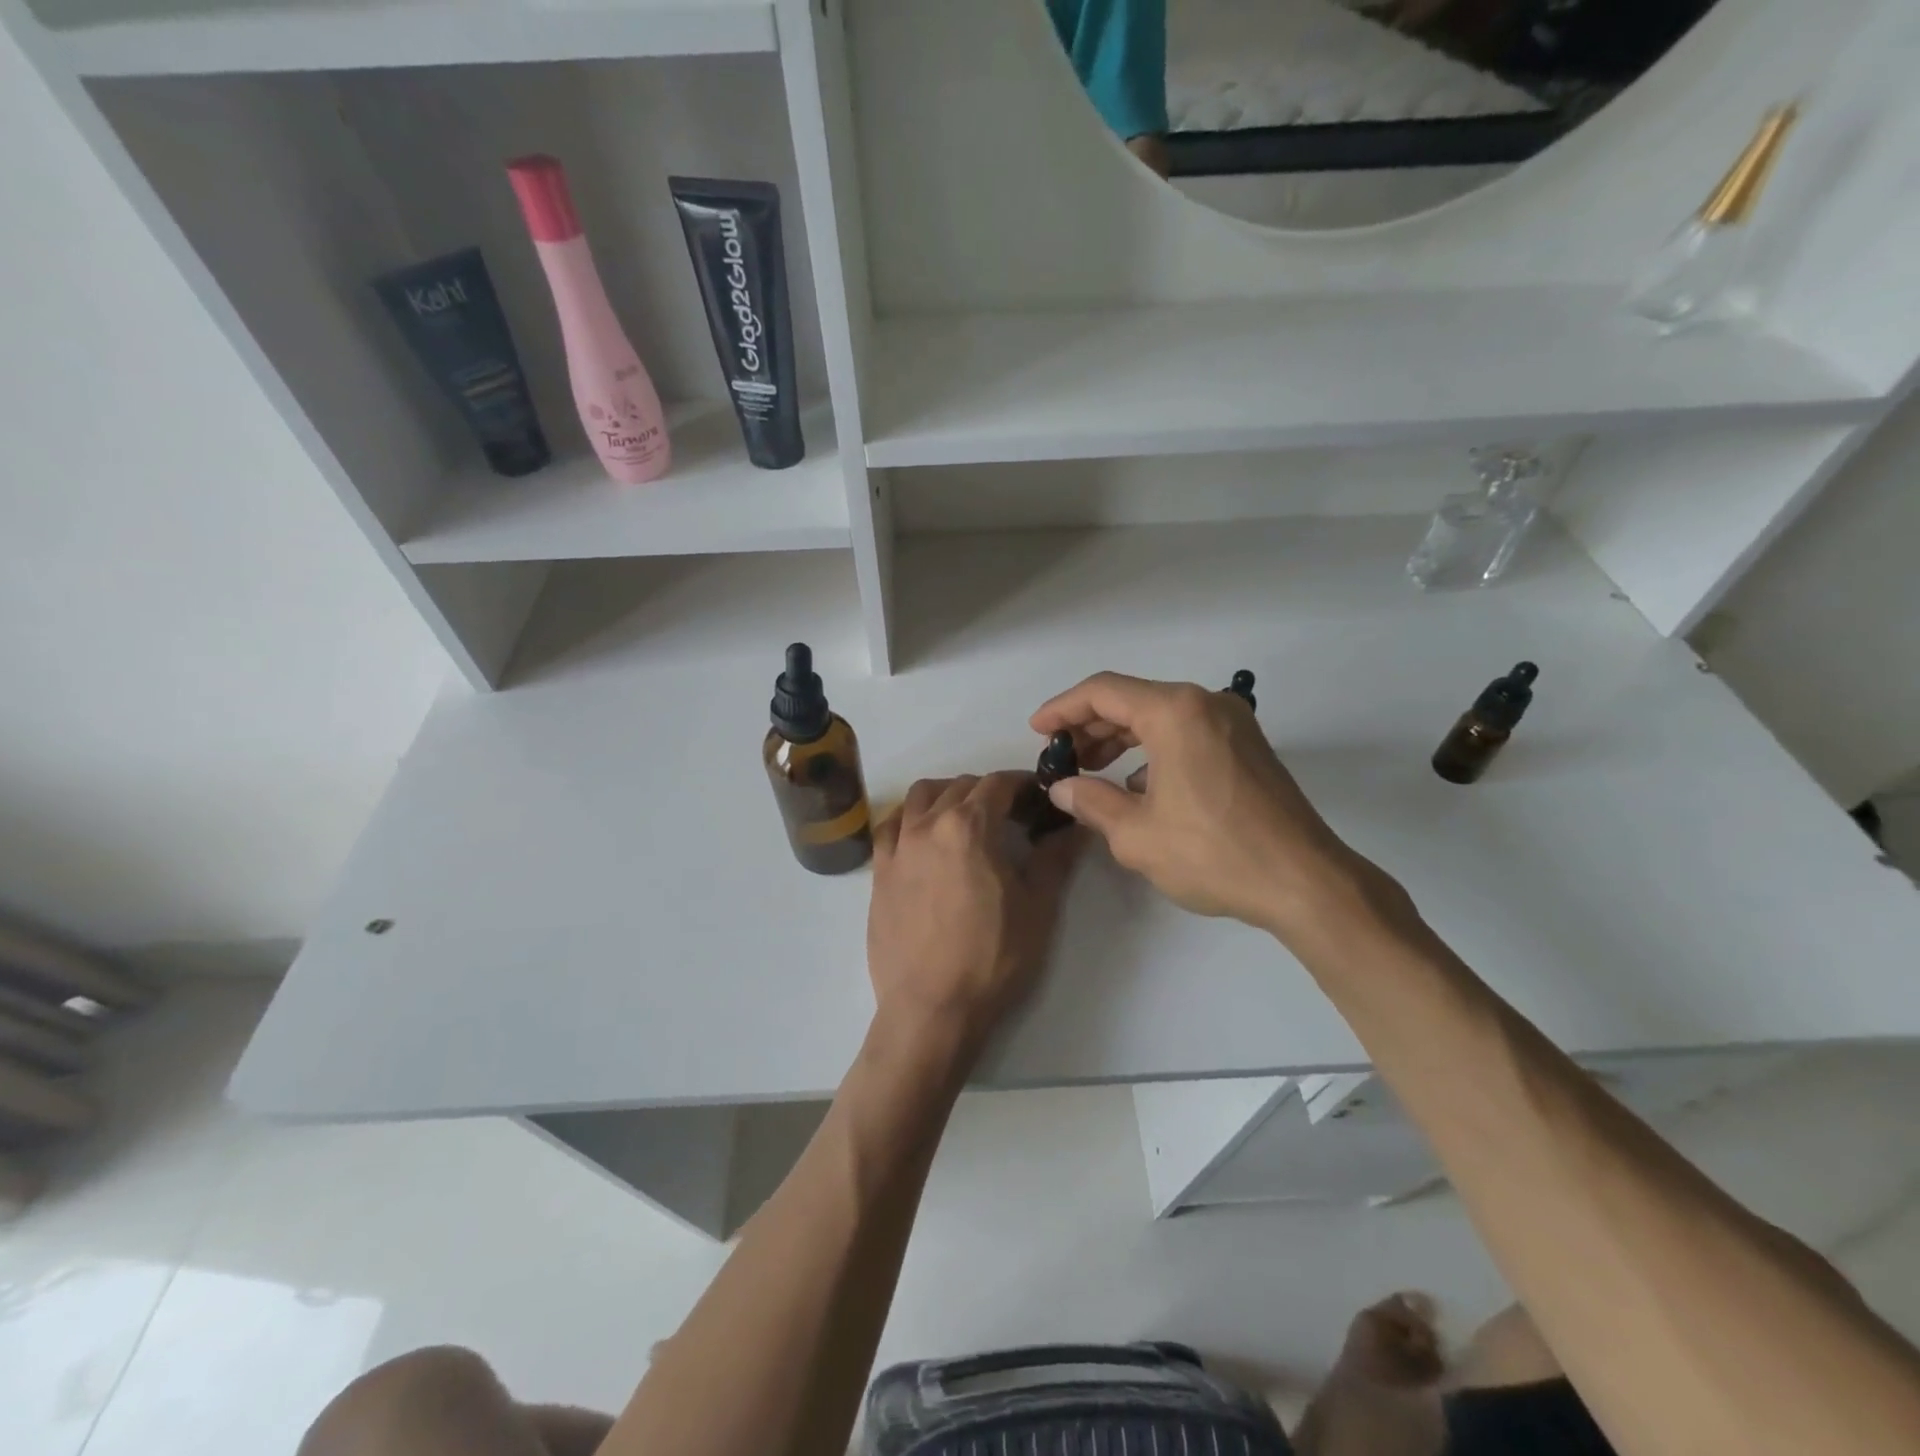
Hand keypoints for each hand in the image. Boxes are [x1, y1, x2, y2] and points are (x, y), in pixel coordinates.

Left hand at [867, 772, 1080, 1056]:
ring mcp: (897, 847)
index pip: (998, 784)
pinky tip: (924, 838)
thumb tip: (1076, 826)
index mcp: (968, 826)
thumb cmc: (992, 958)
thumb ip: (1056, 857)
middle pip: (960, 786)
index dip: (1024, 785)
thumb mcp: (1038, 907)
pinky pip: (890, 826)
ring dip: (947, 796)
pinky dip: (910, 819)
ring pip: (920, 797)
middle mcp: (926, 825)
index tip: (1040, 799)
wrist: (931, 1008)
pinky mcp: (878, 873)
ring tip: (966, 820)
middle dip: (990, 792)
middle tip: (1013, 816)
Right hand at [1030, 672, 1398, 939]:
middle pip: (1132, 700)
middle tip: (1061, 758)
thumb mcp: (1136, 834)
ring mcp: (1231, 723)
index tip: (1037, 732)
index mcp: (1175, 712)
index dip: (1062, 709)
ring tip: (1091, 770)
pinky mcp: (1246, 746)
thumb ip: (1090, 801)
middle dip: (1090, 726)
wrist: (1304, 882)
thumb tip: (1062, 788)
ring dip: (1121, 739)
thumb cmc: (1213, 853)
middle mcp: (1205, 704)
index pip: (1103, 692)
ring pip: (1159, 716)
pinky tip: (1137, 785)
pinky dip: (1153, 750)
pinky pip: (1185, 733)